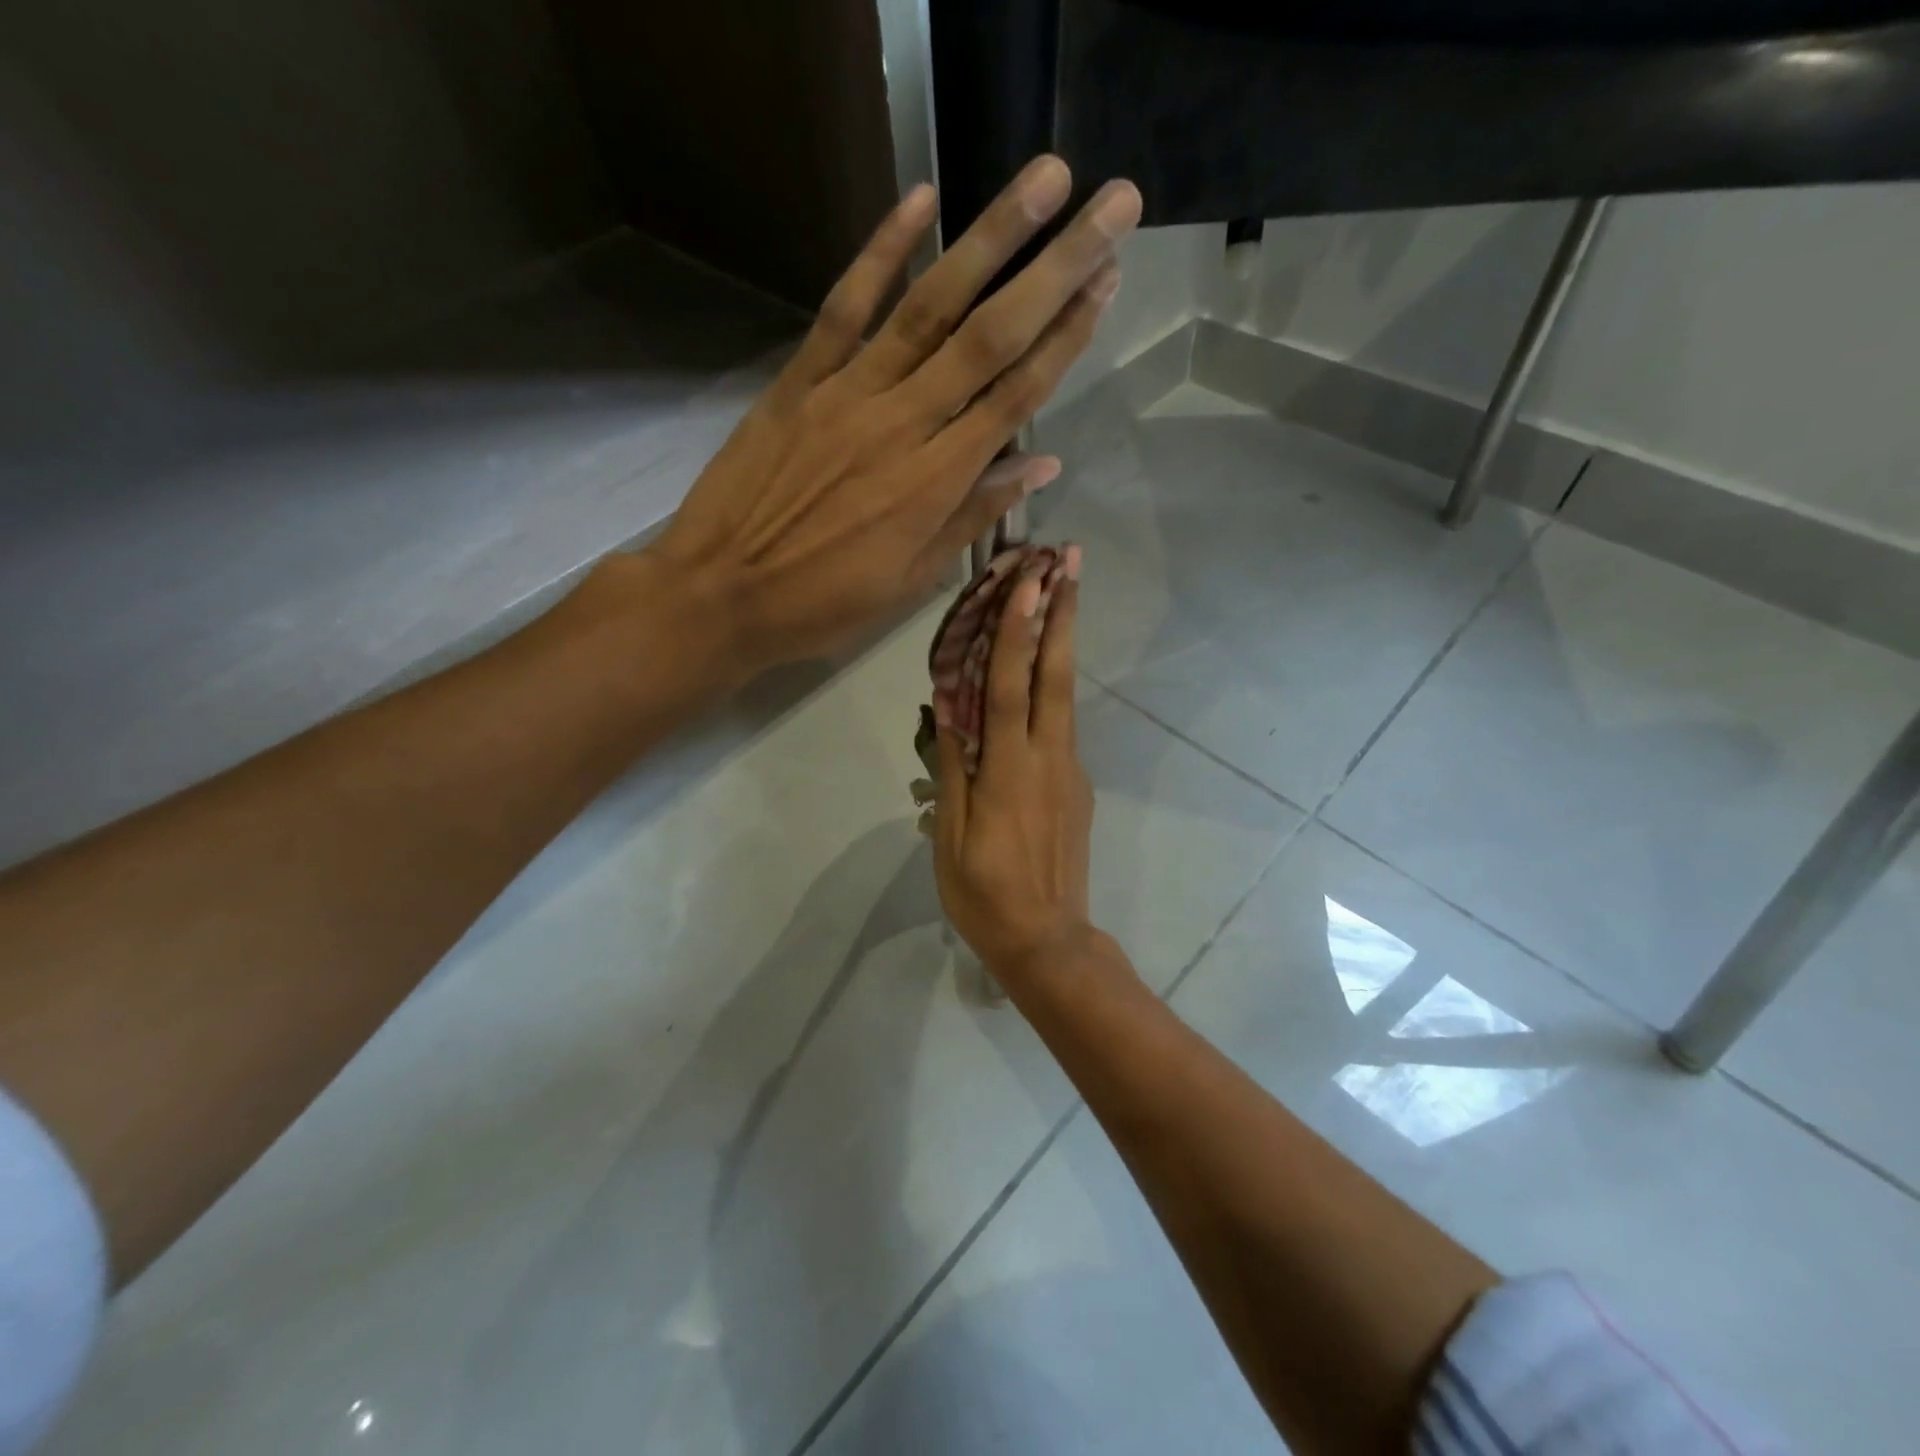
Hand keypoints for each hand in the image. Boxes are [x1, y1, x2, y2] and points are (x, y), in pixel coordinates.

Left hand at [647, 157, 1140, 678]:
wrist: (721, 593)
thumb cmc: (823, 604)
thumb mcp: (911, 580)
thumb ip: (973, 516)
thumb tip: (1040, 465)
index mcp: (936, 482)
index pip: (1016, 396)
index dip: (1067, 338)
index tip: (1108, 284)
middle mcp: (903, 423)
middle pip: (991, 337)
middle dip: (1057, 268)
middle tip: (1114, 206)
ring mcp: (848, 393)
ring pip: (930, 307)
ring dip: (990, 238)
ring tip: (1044, 179)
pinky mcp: (799, 380)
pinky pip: (845, 307)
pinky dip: (880, 252)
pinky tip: (920, 199)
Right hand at [932, 547, 1100, 988]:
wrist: (1047, 942)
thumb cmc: (985, 895)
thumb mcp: (952, 838)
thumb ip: (954, 770)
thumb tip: (948, 713)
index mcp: (1010, 772)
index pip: (1011, 688)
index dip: (1018, 631)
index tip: (1031, 581)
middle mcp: (1048, 760)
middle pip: (1056, 676)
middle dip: (1064, 615)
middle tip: (1072, 561)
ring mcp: (1070, 772)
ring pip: (1064, 697)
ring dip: (1063, 643)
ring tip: (1064, 595)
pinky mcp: (1079, 787)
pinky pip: (1060, 727)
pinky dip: (1050, 690)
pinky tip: (1038, 676)